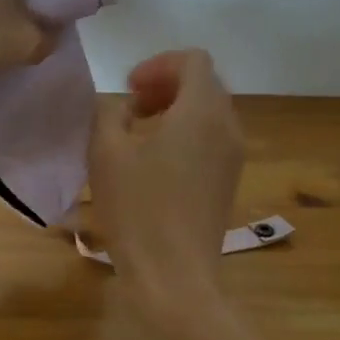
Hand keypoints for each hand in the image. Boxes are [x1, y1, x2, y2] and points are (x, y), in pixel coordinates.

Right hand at [89, 49, 243, 303]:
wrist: (175, 278)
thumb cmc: (138, 210)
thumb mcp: (106, 152)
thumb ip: (109, 113)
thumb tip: (120, 108)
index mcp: (202, 112)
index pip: (193, 61)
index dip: (158, 64)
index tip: (129, 88)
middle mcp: (227, 128)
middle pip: (205, 83)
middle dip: (167, 84)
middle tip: (132, 105)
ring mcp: (233, 157)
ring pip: (210, 111)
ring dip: (177, 108)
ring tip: (140, 131)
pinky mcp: (229, 181)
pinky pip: (213, 137)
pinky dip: (187, 132)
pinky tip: (156, 160)